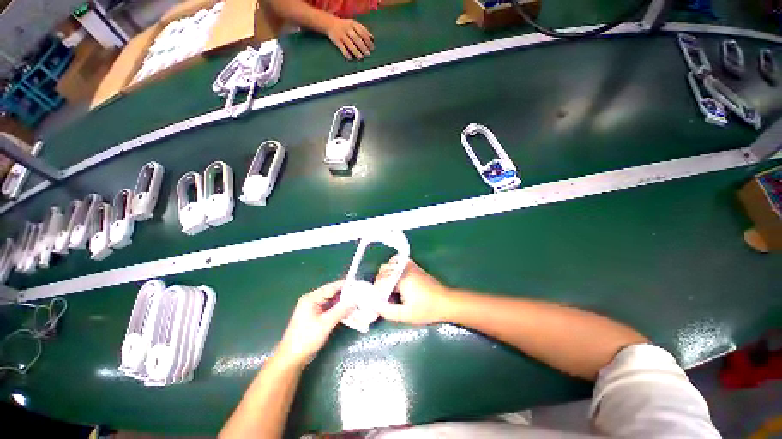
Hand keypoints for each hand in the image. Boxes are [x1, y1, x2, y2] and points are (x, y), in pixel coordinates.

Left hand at [276, 281, 354, 364]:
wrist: (291, 359)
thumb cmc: (306, 339)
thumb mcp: (325, 324)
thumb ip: (340, 310)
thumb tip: (354, 301)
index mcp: (311, 298)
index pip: (331, 287)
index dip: (345, 285)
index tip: (358, 284)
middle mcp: (312, 300)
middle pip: (332, 294)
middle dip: (346, 295)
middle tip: (360, 295)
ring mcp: (314, 309)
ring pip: (332, 302)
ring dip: (343, 304)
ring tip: (358, 303)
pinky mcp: (316, 317)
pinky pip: (330, 310)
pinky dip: (339, 311)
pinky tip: (349, 312)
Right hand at [326, 18, 373, 59]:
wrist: (329, 23)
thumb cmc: (345, 25)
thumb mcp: (354, 24)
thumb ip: (362, 30)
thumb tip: (372, 38)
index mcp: (353, 24)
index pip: (362, 32)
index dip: (368, 41)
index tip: (372, 48)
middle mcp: (348, 29)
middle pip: (357, 39)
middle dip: (363, 47)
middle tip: (368, 54)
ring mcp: (342, 35)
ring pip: (350, 44)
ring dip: (356, 51)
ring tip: (361, 57)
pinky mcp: (336, 40)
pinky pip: (342, 48)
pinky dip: (346, 53)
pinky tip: (350, 58)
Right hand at [375, 256, 449, 324]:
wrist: (445, 302)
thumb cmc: (426, 309)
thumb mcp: (406, 315)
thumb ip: (387, 311)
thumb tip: (373, 304)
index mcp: (401, 279)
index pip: (380, 281)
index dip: (377, 292)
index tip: (380, 302)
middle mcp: (403, 269)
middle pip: (382, 271)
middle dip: (380, 284)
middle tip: (385, 297)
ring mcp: (409, 265)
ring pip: (388, 265)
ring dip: (385, 275)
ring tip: (389, 288)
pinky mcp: (413, 265)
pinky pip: (398, 260)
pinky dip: (392, 266)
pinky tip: (395, 276)